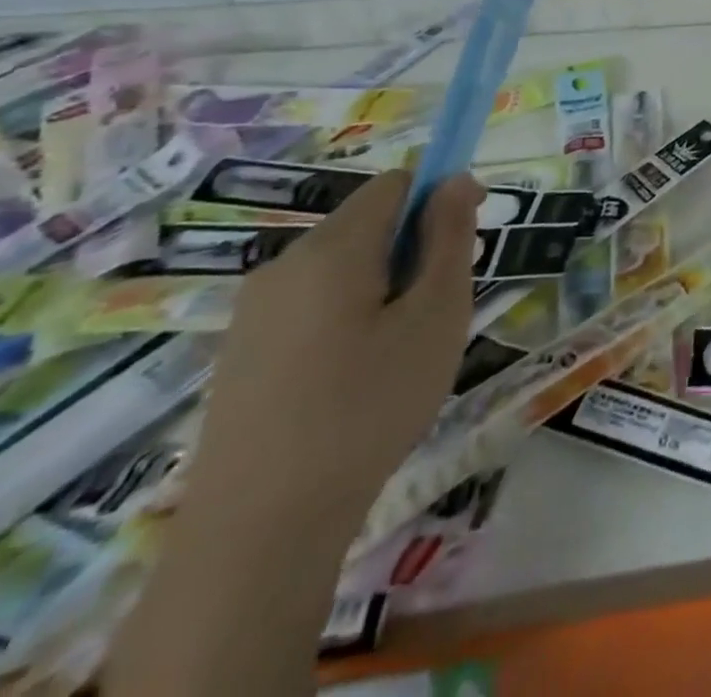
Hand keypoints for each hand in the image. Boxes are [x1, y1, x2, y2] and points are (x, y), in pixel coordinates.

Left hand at [184, 170, 481, 541]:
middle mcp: (283, 265)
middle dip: (415, 247)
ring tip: (404, 349)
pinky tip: (359, 377)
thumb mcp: (436, 314)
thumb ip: (450, 237)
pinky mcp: (242, 352)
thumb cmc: (370, 406)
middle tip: (441, 308)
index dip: (440, 196)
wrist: (260, 530)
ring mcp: (254, 312)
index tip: (469, 239)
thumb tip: (455, 179)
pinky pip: (313, 304)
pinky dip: (350, 315)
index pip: (396, 184)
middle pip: (368, 224)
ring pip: (343, 267)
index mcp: (332, 249)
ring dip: (386, 284)